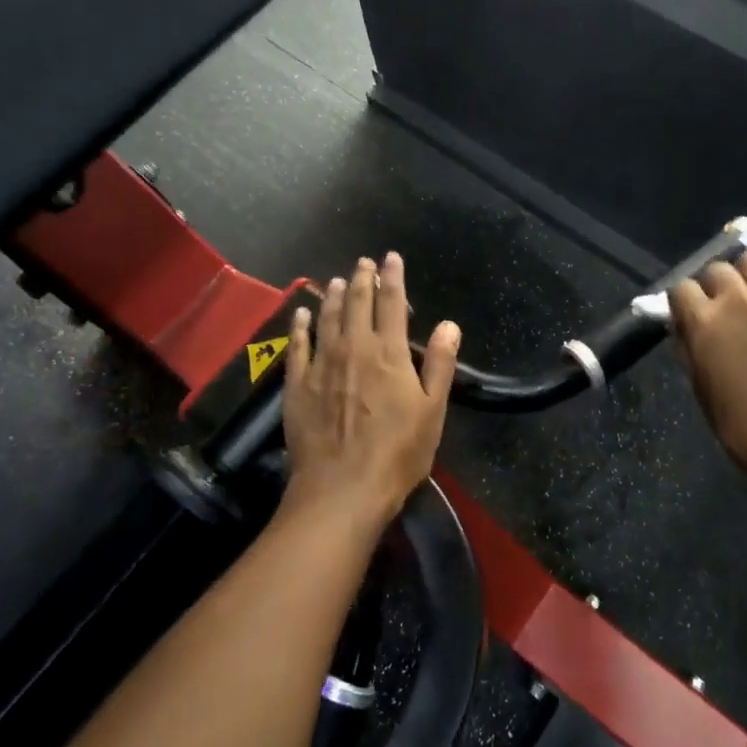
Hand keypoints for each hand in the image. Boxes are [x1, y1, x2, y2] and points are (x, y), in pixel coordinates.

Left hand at [282, 252, 460, 529]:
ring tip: (338, 280)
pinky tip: (301, 313)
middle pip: (358, 304)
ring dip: (334, 296)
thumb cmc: (397, 453)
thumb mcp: (432, 410)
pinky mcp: (297, 384)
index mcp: (389, 353)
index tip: (391, 258)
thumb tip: (448, 324)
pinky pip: (297, 346)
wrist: (342, 489)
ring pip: (327, 318)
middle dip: (362, 279)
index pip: (392, 303)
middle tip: (363, 262)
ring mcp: (322, 364)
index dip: (393, 277)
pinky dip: (300, 325)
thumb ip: (439, 364)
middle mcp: (353, 348)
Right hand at [670, 254, 746, 510]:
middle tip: (720, 307)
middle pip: (716, 269)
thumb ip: (689, 348)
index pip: (681, 287)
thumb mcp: (701, 388)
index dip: (682, 300)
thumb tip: (683, 325)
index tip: (687, 314)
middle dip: (713, 285)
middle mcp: (736, 300)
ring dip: (745, 275)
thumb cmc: (743, 426)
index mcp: (704, 322)